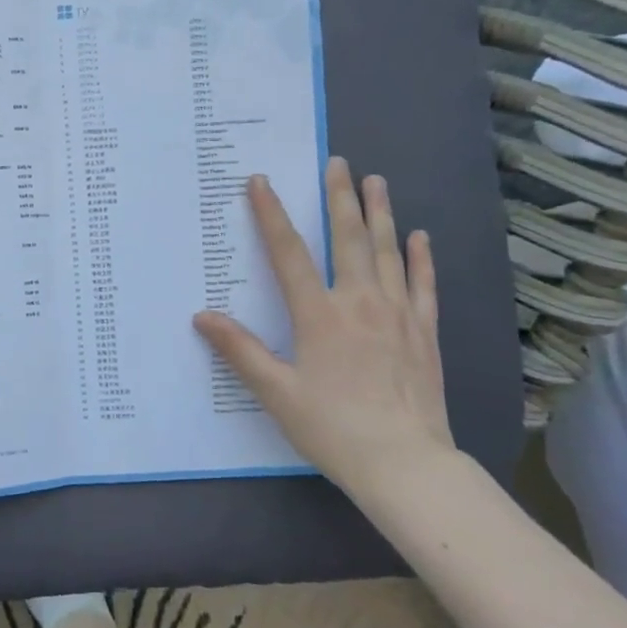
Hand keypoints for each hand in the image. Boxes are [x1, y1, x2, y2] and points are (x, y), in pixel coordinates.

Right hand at [193, 158, 454, 493]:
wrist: (406, 465)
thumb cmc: (332, 428)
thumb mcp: (276, 392)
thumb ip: (239, 350)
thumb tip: (202, 315)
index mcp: (319, 315)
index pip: (289, 253)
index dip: (271, 215)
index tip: (261, 182)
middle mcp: (360, 303)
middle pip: (348, 239)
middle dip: (339, 197)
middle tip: (338, 162)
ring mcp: (398, 315)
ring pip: (388, 252)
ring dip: (380, 213)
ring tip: (376, 181)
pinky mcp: (425, 334)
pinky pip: (423, 286)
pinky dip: (420, 258)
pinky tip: (418, 236)